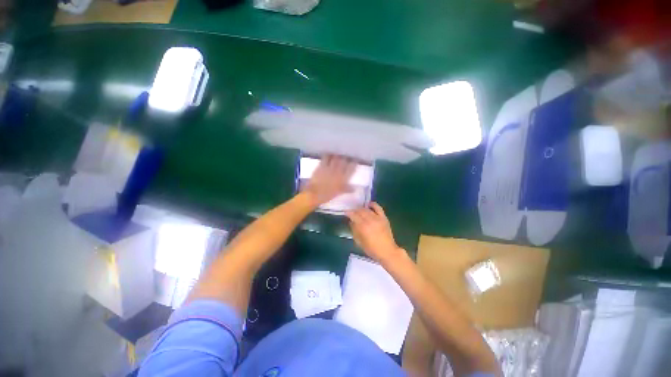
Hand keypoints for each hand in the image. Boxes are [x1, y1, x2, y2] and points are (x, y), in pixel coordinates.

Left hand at [303, 155, 355, 205]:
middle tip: (346, 156)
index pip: (351, 168)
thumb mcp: (339, 193)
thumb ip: (347, 189)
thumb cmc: (328, 195)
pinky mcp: (322, 165)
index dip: (354, 163)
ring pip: (336, 158)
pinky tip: (329, 154)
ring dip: (338, 155)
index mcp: (343, 178)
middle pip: (344, 160)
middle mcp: (338, 171)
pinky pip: (326, 157)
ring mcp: (330, 167)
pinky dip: (328, 155)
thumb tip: (354, 188)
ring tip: (338, 154)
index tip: (355, 160)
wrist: (315, 194)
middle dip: (346, 157)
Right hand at [346, 203, 404, 263]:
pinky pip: (378, 208)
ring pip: (367, 209)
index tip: (345, 212)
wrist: (387, 251)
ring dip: (361, 208)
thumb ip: (354, 230)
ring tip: (358, 210)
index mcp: (363, 226)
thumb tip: (351, 222)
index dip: (348, 213)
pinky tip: (369, 204)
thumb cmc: (371, 249)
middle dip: (354, 210)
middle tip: (352, 212)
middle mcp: (370, 220)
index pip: (354, 215)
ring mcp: (378, 218)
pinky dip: (373, 205)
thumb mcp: (359, 242)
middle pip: (360, 211)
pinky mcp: (384, 218)